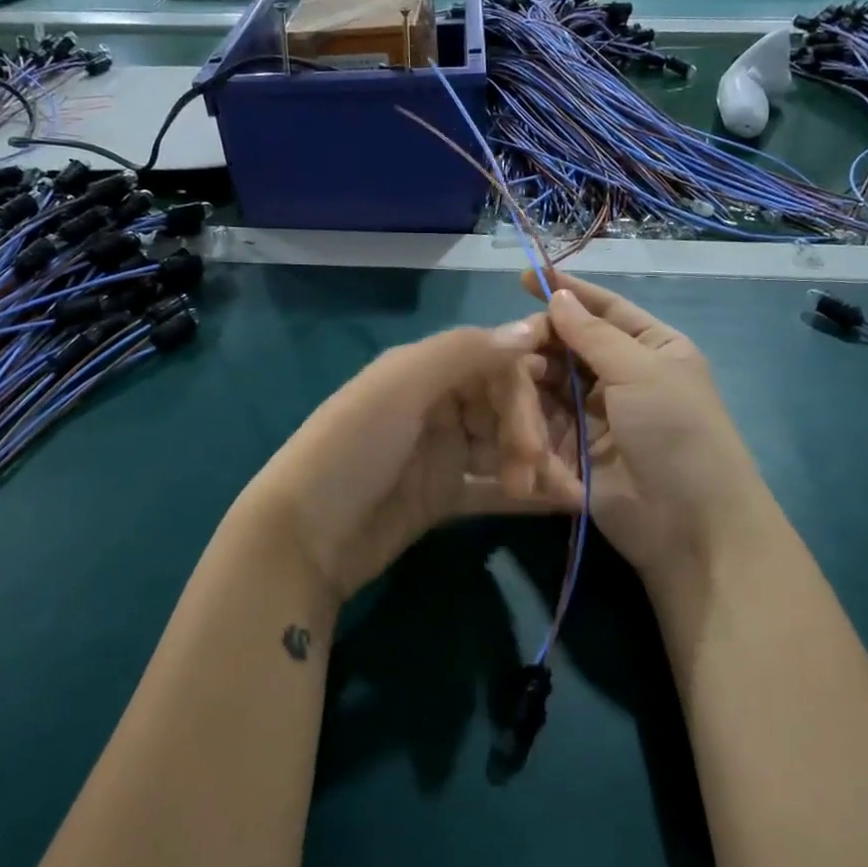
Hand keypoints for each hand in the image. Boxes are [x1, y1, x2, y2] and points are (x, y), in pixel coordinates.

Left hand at [244, 318, 582, 607]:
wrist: (305, 538)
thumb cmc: (351, 448)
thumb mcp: (400, 387)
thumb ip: (463, 353)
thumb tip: (528, 328)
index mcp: (423, 369)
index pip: (493, 361)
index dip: (523, 386)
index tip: (554, 410)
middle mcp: (435, 403)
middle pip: (503, 404)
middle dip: (528, 431)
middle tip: (535, 468)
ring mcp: (440, 451)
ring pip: (503, 445)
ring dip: (535, 464)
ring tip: (562, 492)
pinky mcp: (443, 495)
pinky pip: (493, 486)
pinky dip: (526, 493)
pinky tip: (562, 503)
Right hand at [524, 273, 775, 602]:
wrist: (688, 524)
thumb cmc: (676, 432)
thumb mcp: (641, 371)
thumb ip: (593, 335)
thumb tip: (558, 299)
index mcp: (652, 348)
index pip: (605, 309)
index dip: (568, 293)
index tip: (526, 277)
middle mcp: (623, 376)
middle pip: (570, 346)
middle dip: (542, 341)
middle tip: (511, 340)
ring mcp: (596, 415)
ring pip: (551, 382)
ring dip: (531, 377)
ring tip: (509, 374)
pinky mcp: (573, 450)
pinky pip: (544, 420)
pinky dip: (528, 414)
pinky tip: (509, 406)